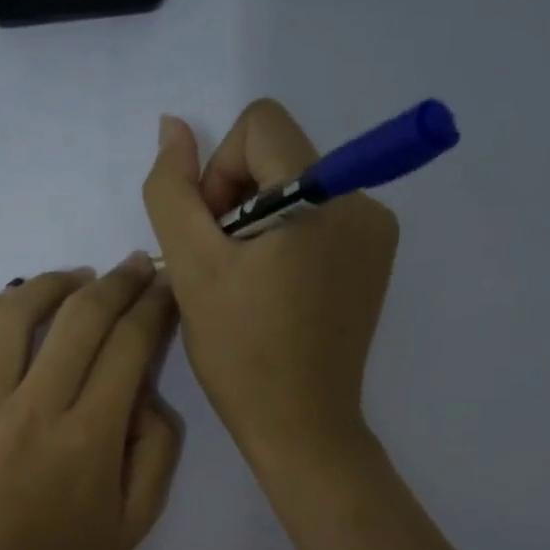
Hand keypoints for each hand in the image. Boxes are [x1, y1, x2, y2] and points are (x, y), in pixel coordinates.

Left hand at [0, 256, 181, 549]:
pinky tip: (8, 304)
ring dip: (52, 283)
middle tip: (137, 266)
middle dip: (118, 281)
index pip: (130, 345)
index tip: (168, 287)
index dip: (155, 306)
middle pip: (81, 318)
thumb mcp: (137, 522)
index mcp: (91, 437)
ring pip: (15, 315)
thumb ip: (157, 452)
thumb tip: (147, 394)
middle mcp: (37, 408)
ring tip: (77, 277)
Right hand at [142, 101, 397, 468]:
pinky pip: (319, 218)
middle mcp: (363, 201)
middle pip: (279, 155)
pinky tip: (276, 293)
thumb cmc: (242, 352)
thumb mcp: (192, 268)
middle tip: (226, 268)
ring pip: (296, 187)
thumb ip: (173, 190)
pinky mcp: (374, 259)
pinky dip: (287, 241)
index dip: (220, 172)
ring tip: (249, 285)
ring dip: (259, 224)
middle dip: (238, 202)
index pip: (259, 125)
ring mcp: (375, 232)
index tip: (214, 236)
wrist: (300, 425)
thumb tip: (175, 126)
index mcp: (323, 196)